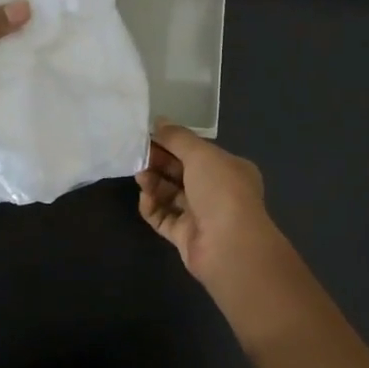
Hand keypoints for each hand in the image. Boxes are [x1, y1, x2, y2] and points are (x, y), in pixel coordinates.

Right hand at [135, 123, 287, 292]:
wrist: (229, 246)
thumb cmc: (221, 190)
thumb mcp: (200, 154)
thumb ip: (177, 137)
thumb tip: (158, 121)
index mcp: (228, 169)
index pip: (197, 152)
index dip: (173, 143)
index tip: (149, 136)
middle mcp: (217, 191)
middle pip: (182, 172)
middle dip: (160, 162)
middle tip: (138, 156)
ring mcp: (201, 216)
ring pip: (171, 194)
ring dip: (154, 183)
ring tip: (140, 176)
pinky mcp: (185, 237)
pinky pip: (164, 218)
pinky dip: (152, 207)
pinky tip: (145, 199)